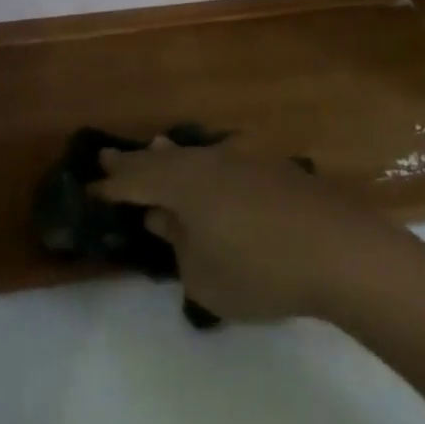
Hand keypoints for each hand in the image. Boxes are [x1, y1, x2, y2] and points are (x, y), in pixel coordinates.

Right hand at [93, 139, 420, 323]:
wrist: (335, 247)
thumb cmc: (259, 269)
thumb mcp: (203, 274)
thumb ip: (178, 243)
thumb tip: (162, 217)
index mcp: (185, 184)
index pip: (138, 181)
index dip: (112, 186)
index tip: (89, 185)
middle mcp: (209, 160)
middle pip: (164, 159)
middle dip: (136, 161)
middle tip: (107, 155)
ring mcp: (242, 158)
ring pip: (195, 154)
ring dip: (170, 156)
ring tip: (155, 149)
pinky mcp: (270, 167)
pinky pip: (220, 159)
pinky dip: (202, 164)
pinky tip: (208, 169)